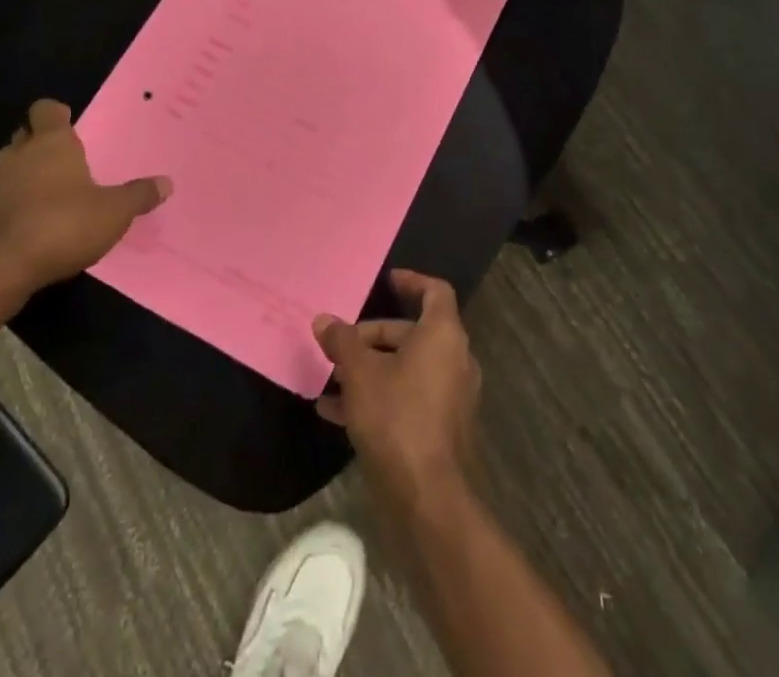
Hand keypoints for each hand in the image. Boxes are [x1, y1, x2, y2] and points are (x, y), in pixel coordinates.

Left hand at [0, 99, 170, 305]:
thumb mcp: (114, 212)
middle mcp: (17, 154)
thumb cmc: (62, 225)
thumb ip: (139, 195)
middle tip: (64, 163)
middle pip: (25, 136)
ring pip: (7, 167)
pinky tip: (25, 227)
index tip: (70, 125)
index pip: (46, 109)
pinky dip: (8, 206)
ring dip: (22, 176)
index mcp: (51, 142)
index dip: (57, 114)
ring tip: (46, 198)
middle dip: (40, 144)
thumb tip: (166, 183)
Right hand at [313, 270, 480, 510]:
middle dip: (374, 336)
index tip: (387, 281)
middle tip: (341, 345)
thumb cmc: (397, 418)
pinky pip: (409, 396)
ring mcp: (451, 395)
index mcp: (443, 335)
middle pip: (414, 332)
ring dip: (372, 368)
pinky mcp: (442, 427)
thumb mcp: (360, 374)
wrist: (428, 498)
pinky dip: (380, 395)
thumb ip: (342, 342)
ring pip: (408, 367)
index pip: (435, 292)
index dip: (412, 282)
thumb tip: (324, 320)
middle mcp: (455, 359)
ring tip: (332, 379)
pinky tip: (337, 412)